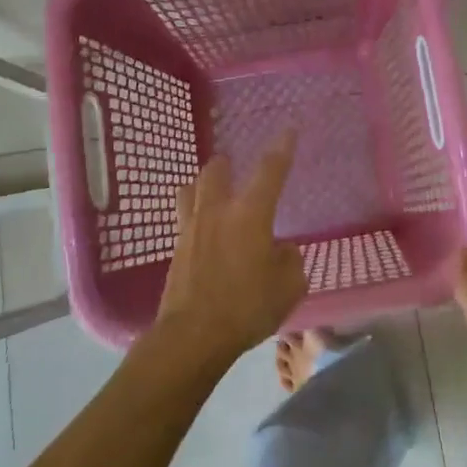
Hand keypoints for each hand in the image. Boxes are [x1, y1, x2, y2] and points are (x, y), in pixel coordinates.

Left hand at [151, 132, 305, 370]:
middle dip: (228, 164)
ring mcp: (191, 228)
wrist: (193, 336)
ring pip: (191, 188)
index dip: (282, 147)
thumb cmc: (247, 307)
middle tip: (237, 169)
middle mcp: (218, 211)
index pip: (270, 170)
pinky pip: (184, 217)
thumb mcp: (289, 287)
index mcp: (250, 214)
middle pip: (217, 170)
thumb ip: (290, 261)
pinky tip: (205, 231)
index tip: (289, 129)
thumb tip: (280, 249)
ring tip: (214, 194)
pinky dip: (196, 215)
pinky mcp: (176, 249)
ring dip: (204, 185)